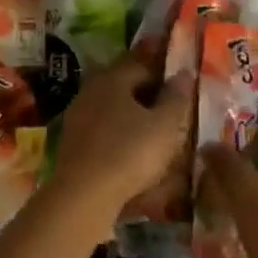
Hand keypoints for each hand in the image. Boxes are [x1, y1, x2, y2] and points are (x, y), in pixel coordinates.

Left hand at [46, 55, 190, 236]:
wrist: (83, 195)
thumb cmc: (130, 152)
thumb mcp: (165, 125)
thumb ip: (176, 97)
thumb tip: (184, 73)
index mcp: (113, 78)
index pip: (142, 62)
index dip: (164, 67)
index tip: (180, 73)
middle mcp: (92, 90)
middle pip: (125, 83)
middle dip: (148, 89)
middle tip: (171, 99)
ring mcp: (78, 116)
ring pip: (113, 106)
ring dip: (133, 112)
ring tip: (156, 125)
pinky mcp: (73, 142)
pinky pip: (104, 128)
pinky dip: (120, 131)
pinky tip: (133, 145)